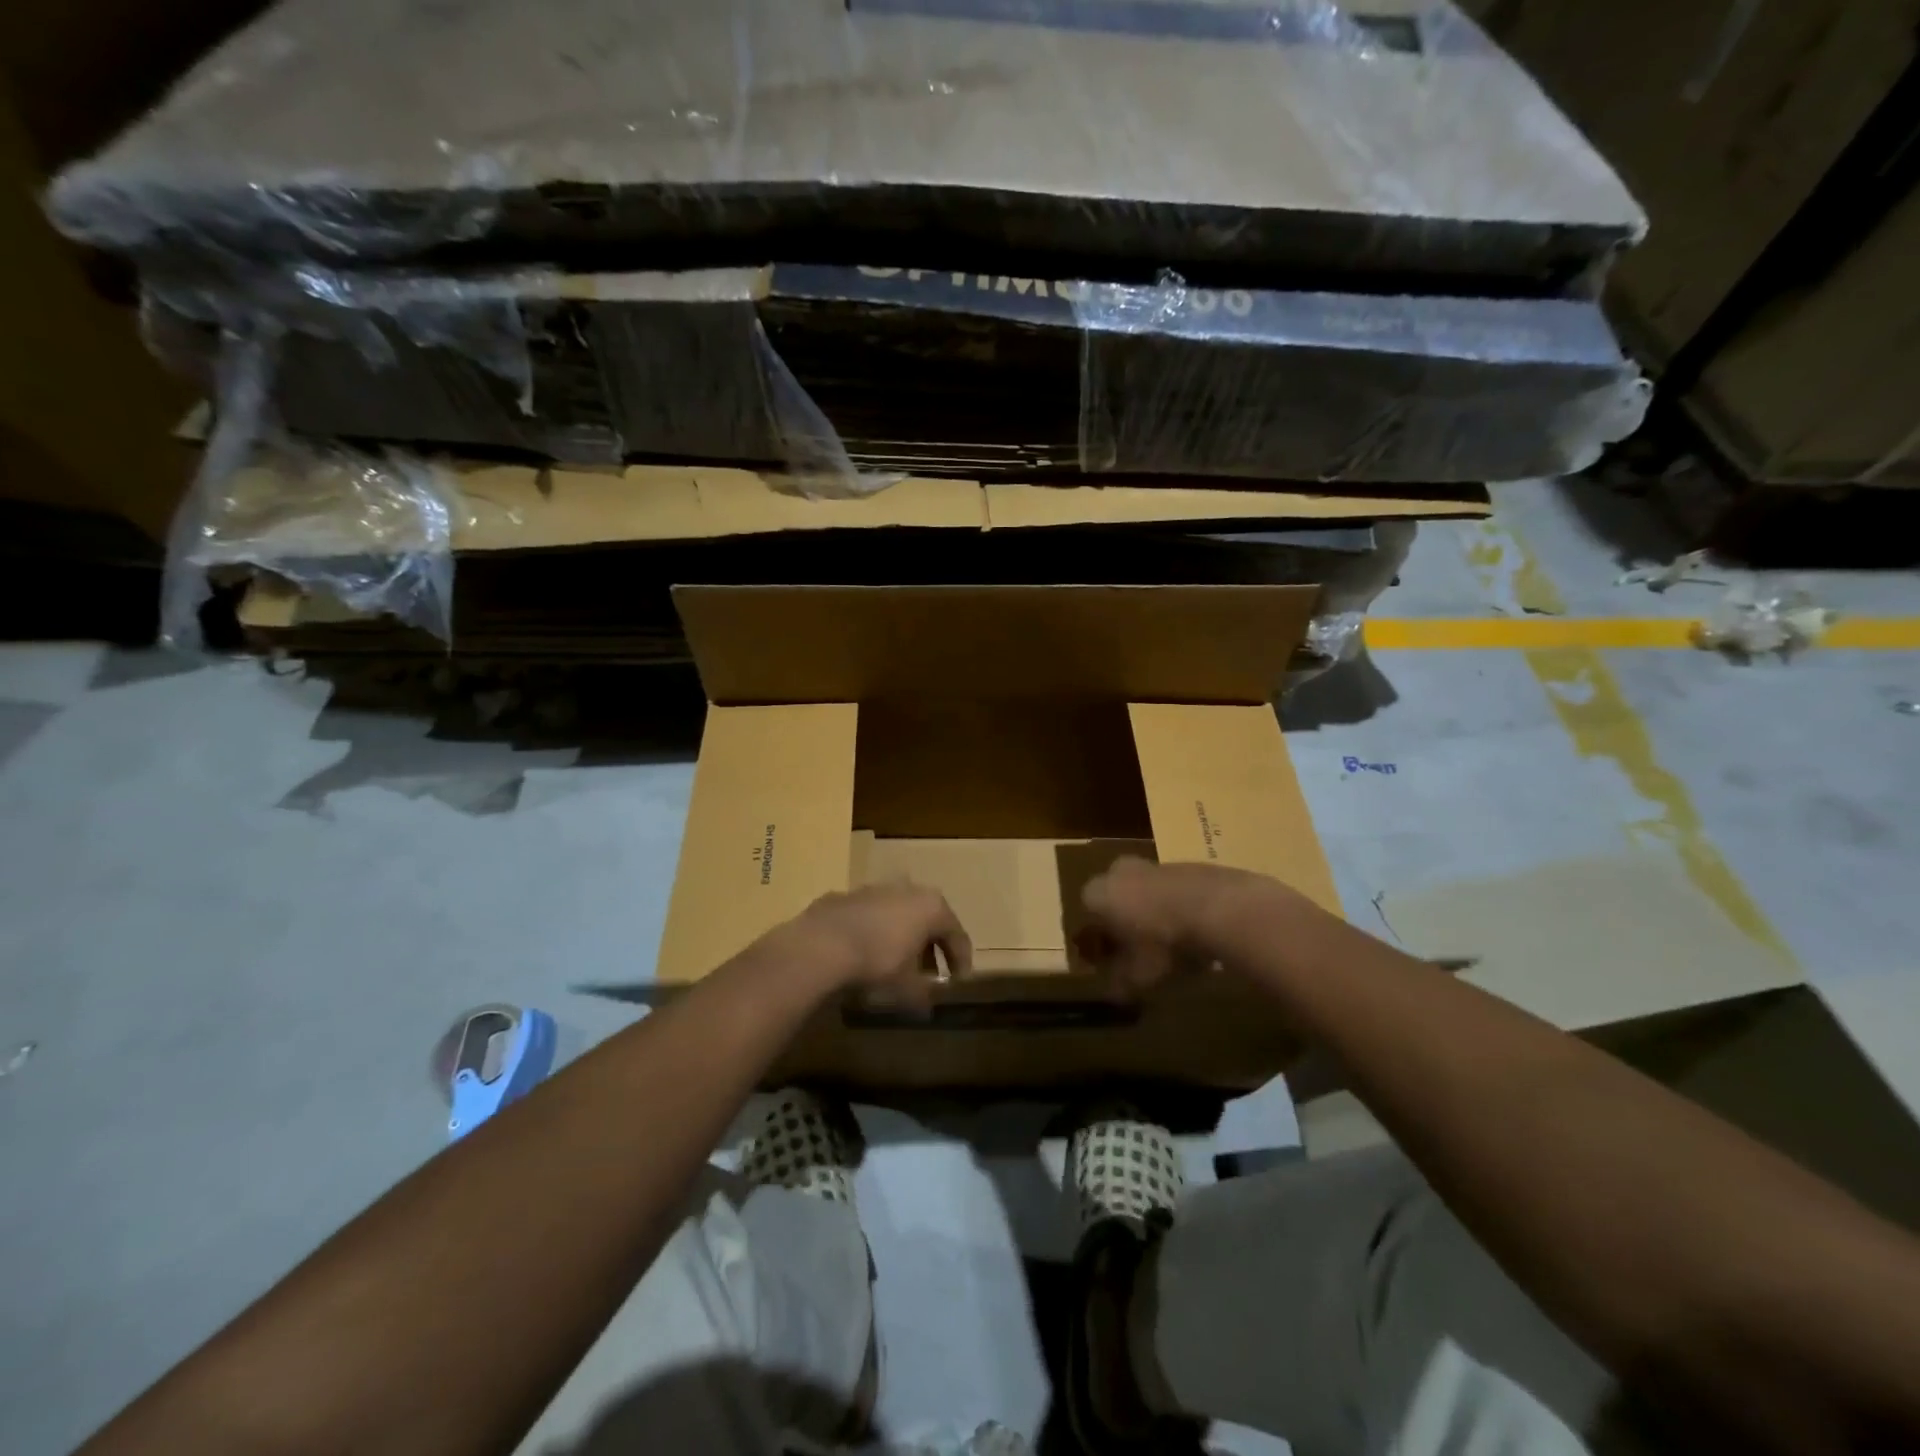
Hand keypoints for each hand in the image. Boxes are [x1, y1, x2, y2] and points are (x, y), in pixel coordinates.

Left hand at [774, 883, 973, 1013]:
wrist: (821, 945)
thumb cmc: (877, 963)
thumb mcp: (906, 988)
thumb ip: (923, 995)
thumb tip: (927, 1005)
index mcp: (932, 907)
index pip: (957, 934)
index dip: (961, 960)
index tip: (958, 981)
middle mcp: (909, 890)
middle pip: (928, 920)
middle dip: (931, 947)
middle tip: (930, 973)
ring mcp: (876, 889)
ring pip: (899, 914)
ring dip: (903, 937)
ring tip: (897, 964)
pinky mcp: (847, 895)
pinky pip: (872, 916)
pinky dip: (876, 933)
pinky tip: (866, 954)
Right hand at [1076, 857, 1293, 996]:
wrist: (1219, 909)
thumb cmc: (1163, 943)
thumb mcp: (1138, 976)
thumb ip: (1120, 983)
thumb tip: (1113, 992)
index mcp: (1097, 894)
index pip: (1086, 916)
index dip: (1098, 941)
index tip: (1110, 961)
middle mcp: (1119, 872)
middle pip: (1115, 899)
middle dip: (1123, 922)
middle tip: (1138, 951)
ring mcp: (1154, 865)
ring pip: (1145, 893)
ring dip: (1152, 914)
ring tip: (1171, 946)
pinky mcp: (1187, 866)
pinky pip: (1173, 892)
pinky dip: (1178, 908)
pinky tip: (1194, 934)